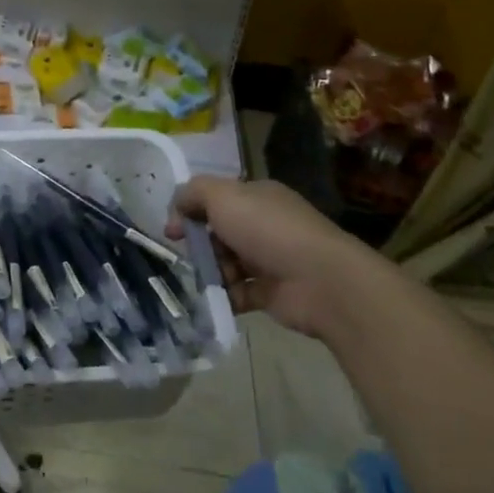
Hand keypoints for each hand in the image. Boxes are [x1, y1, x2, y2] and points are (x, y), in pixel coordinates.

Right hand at [166, 176, 367, 337]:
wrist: (320, 281)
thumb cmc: (268, 230)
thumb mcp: (223, 196)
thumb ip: (193, 193)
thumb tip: (177, 205)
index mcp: (257, 197)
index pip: (217, 200)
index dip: (191, 211)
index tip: (173, 230)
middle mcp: (265, 225)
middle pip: (219, 232)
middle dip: (201, 245)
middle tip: (191, 255)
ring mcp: (271, 260)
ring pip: (227, 263)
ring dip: (212, 272)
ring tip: (209, 280)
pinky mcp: (272, 293)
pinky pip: (238, 293)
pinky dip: (225, 297)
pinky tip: (216, 299)